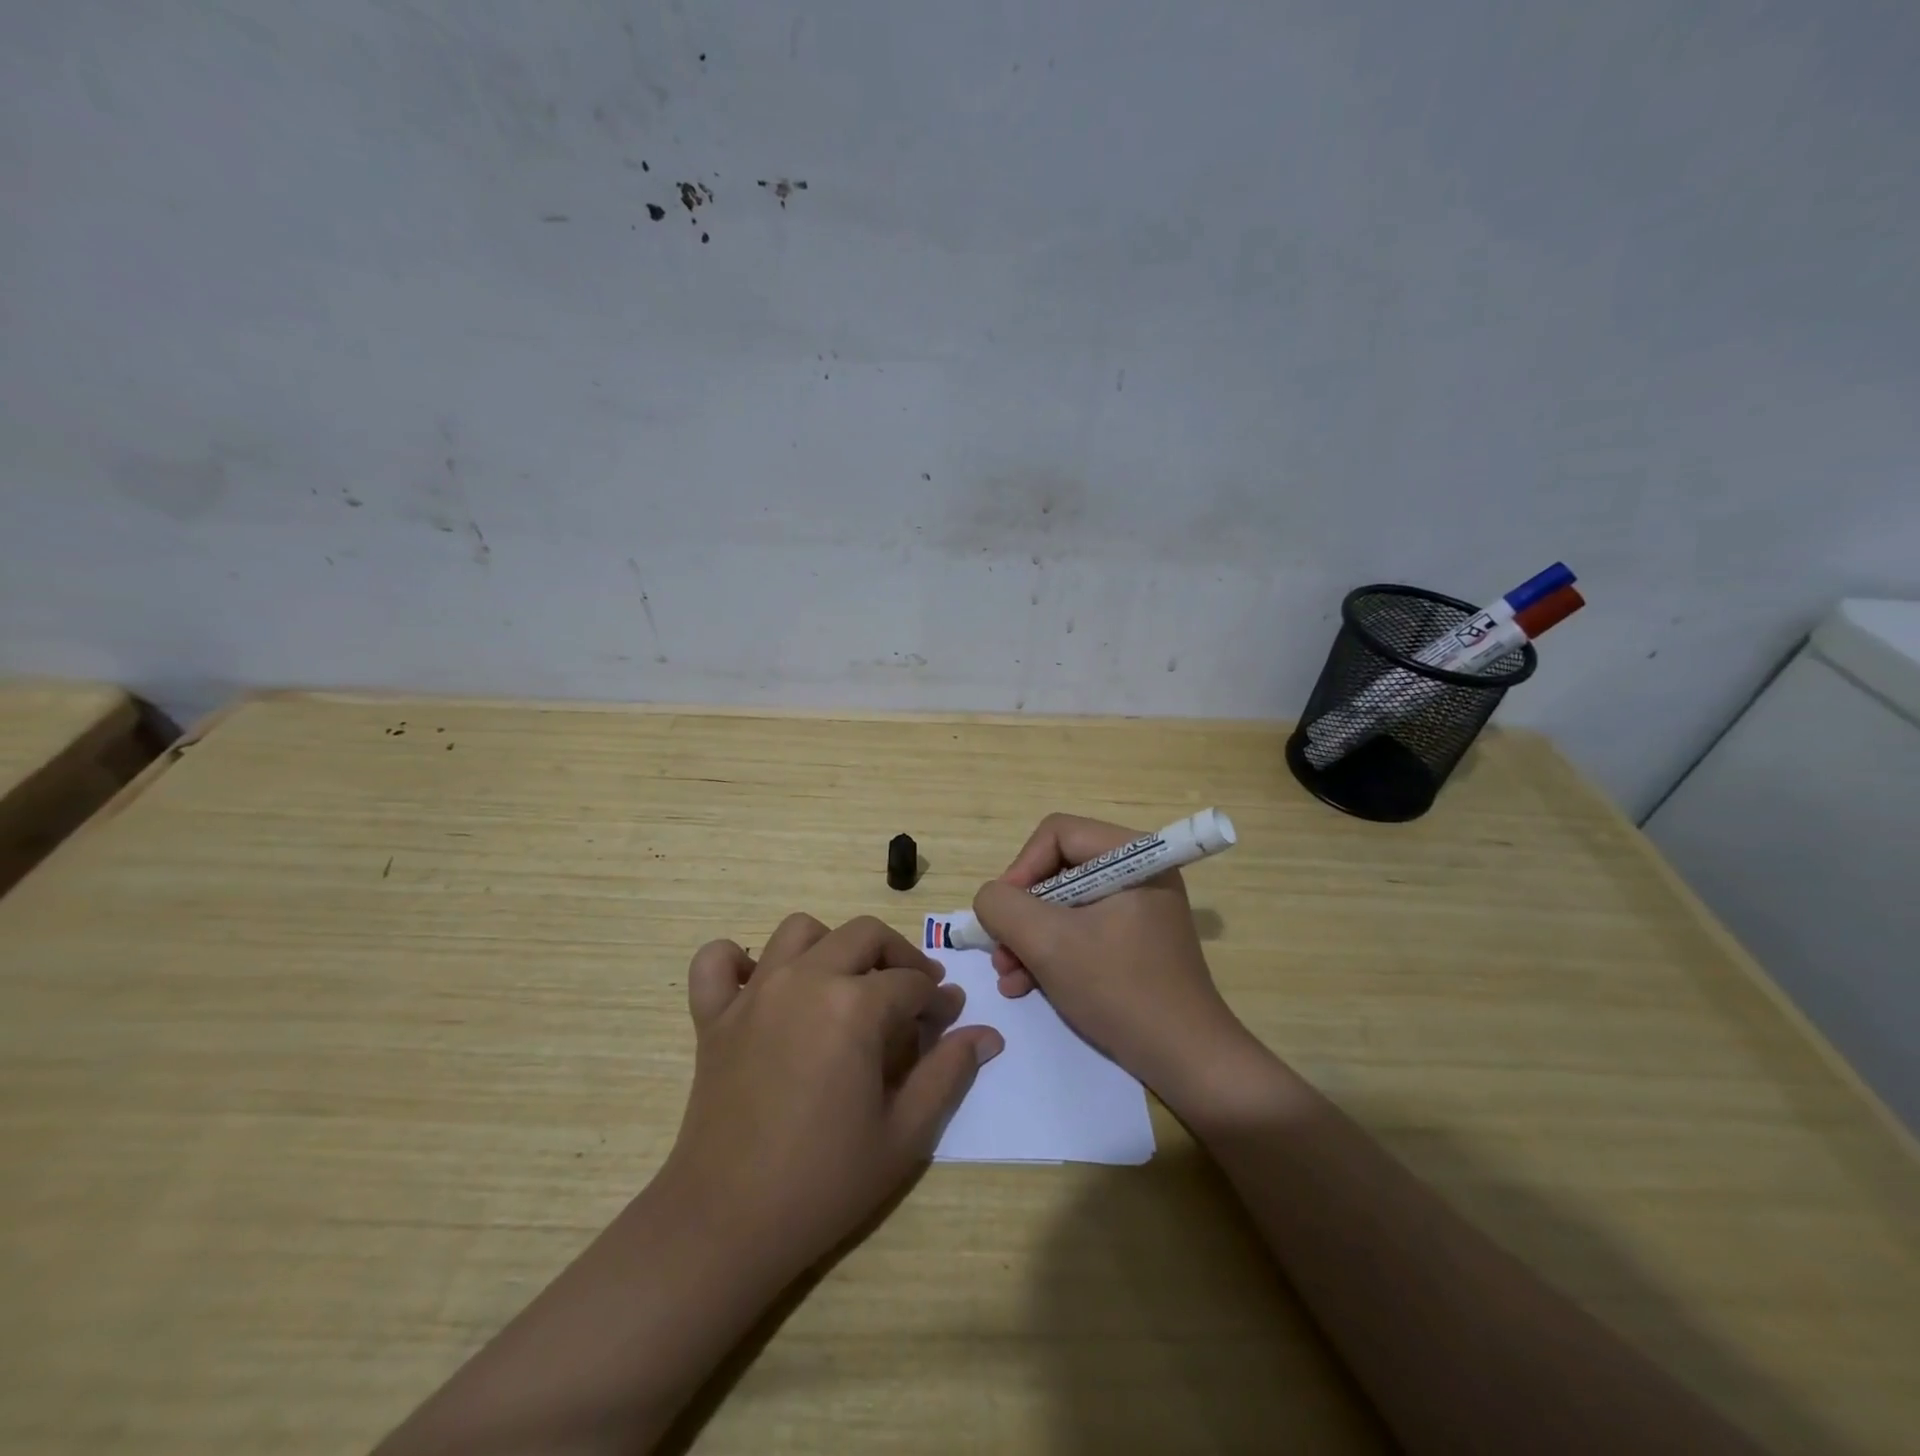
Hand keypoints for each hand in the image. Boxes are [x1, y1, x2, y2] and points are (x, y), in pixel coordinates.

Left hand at [661, 913, 1003, 1284]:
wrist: (728, 1224)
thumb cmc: (825, 1181)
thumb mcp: (905, 1134)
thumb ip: (948, 1073)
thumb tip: (986, 1034)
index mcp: (854, 1005)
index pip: (912, 982)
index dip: (937, 1000)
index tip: (946, 1021)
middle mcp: (805, 979)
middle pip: (863, 935)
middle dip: (897, 956)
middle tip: (910, 994)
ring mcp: (754, 993)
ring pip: (799, 931)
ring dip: (830, 945)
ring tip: (844, 984)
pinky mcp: (714, 1015)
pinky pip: (716, 961)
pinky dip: (736, 960)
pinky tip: (758, 983)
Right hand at [972, 814, 1263, 1116]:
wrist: (1187, 1061)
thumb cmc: (1120, 990)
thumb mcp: (1049, 943)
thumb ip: (1004, 907)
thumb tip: (990, 898)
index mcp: (1133, 855)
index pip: (1057, 834)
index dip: (1020, 868)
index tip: (1002, 914)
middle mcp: (1138, 871)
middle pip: (1057, 870)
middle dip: (1022, 914)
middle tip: (999, 952)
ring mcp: (1137, 907)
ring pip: (1063, 904)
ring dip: (1029, 938)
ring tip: (1008, 976)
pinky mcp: (1133, 939)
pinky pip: (1079, 929)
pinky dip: (1050, 953)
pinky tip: (1026, 985)